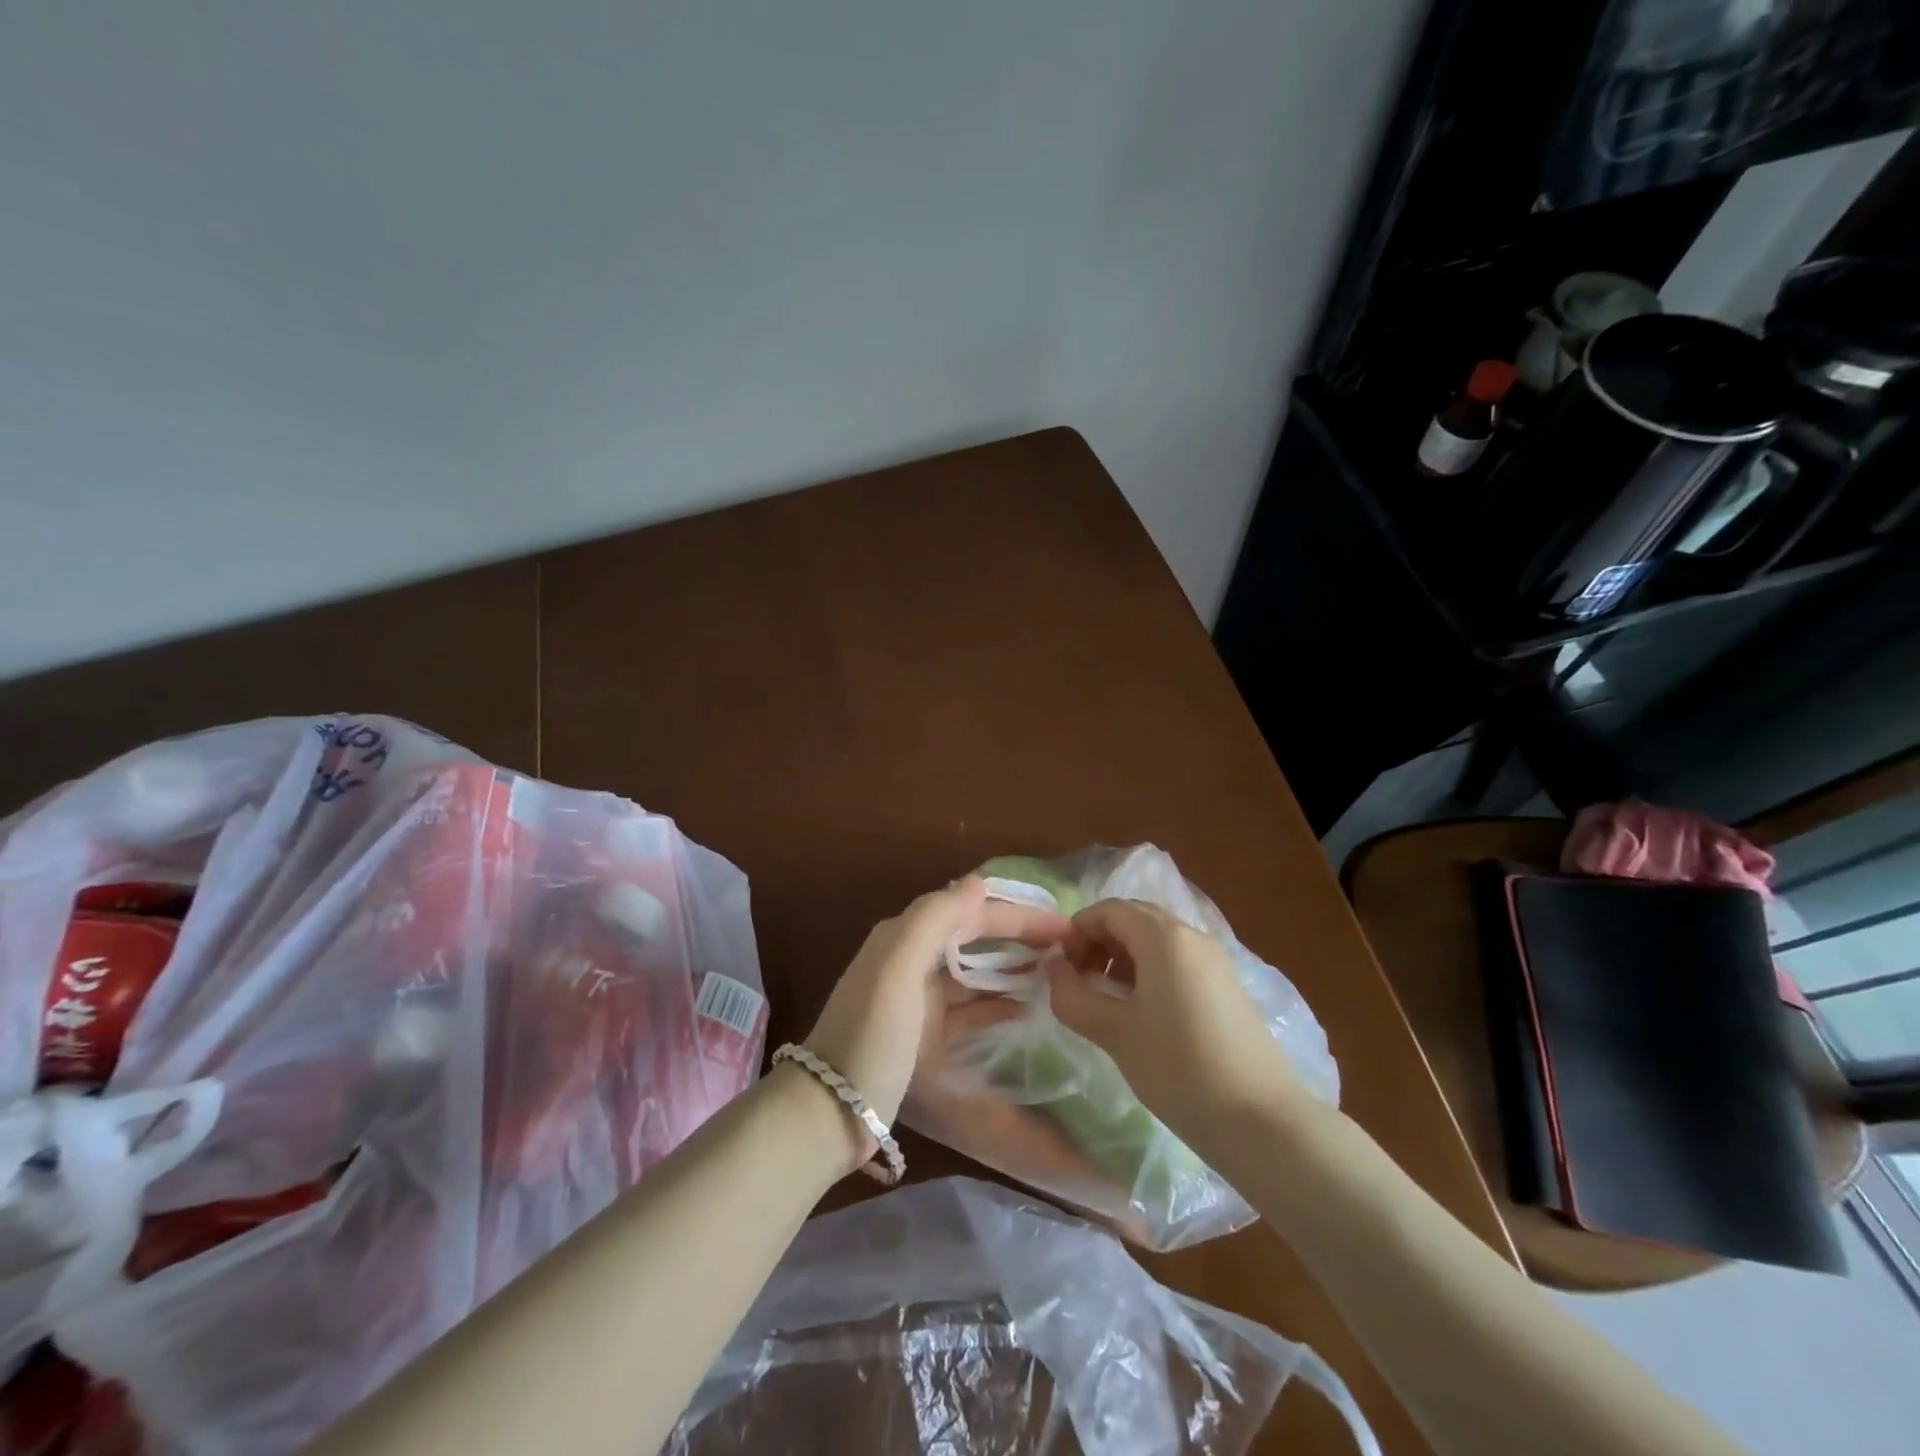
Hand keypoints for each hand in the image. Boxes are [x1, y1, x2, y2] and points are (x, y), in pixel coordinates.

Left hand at [803, 877, 1067, 1156]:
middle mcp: (910, 959)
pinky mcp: (922, 1034)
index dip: (1018, 915)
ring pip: (974, 972)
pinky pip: (968, 1008)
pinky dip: (996, 1004)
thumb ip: (934, 919)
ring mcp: (916, 999)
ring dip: (1012, 969)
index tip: (1064, 928)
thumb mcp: (898, 969)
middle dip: (1019, 938)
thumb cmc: (871, 1035)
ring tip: (1057, 976)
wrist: (829, 1112)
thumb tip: (978, 883)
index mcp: (904, 936)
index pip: (971, 912)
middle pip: (975, 938)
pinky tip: (1027, 1011)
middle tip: (1068, 950)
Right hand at [1045, 899, 1313, 1145]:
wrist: (1261, 1121)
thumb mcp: (1114, 1032)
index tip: (1059, 967)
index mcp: (1164, 937)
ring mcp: (1214, 961)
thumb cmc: (1178, 1068)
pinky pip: (1177, 962)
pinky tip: (1140, 1013)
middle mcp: (1192, 936)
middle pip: (1134, 919)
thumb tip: (1053, 968)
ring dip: (1122, 958)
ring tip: (1104, 999)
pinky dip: (1149, 972)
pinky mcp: (1226, 987)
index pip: (1109, 910)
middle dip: (1099, 942)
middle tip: (1078, 980)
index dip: (1077, 930)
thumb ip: (1073, 995)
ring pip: (1156, 941)